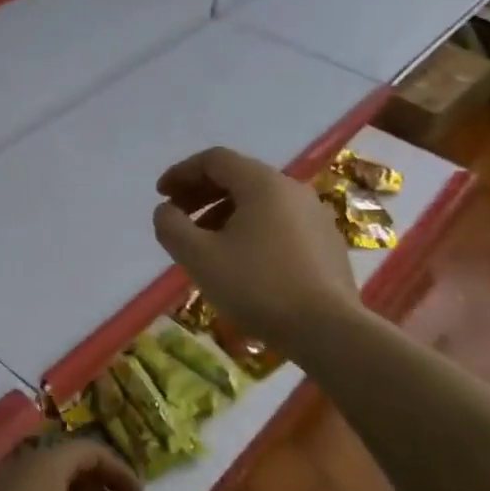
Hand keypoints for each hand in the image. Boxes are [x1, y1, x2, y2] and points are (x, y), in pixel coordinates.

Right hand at [152, 146, 357, 360]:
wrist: (328, 330)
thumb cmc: (257, 287)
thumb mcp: (199, 257)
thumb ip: (172, 227)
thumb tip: (165, 211)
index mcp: (263, 183)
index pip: (215, 159)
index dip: (182, 173)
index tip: (161, 196)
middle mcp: (293, 189)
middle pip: (239, 177)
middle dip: (201, 193)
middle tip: (177, 217)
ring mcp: (315, 216)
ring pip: (260, 202)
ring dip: (224, 213)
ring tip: (204, 243)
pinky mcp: (327, 243)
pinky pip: (279, 223)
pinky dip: (250, 229)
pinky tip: (241, 261)